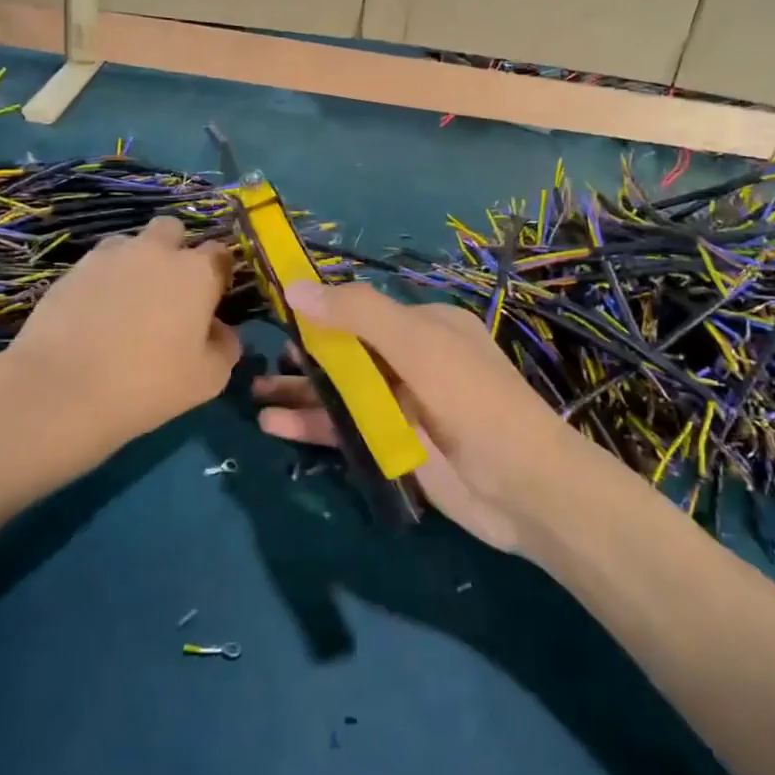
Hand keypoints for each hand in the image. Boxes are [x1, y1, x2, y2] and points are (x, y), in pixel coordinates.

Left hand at [0, 216, 240, 480]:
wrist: (61, 389)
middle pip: (173, 230)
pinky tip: (96, 316)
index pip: (220, 255)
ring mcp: (109, 256)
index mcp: (196, 272)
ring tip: (128, 304)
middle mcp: (156, 251)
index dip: (218, 275)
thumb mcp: (208, 379)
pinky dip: (104, 281)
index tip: (212, 301)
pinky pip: (99, 265)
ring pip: (132, 244)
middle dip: (176, 251)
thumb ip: (225, 347)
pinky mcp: (72, 270)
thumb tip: (220, 331)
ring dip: (137, 263)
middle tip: (170, 293)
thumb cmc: (148, 384)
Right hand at [253, 281, 595, 553]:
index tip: (273, 313)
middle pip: (347, 351)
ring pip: (342, 391)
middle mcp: (413, 361)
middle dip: (303, 355)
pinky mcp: (396, 446)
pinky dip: (312, 425)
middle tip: (256, 360)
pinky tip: (273, 426)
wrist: (522, 488)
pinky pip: (346, 429)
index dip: (318, 311)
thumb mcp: (418, 346)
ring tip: (252, 394)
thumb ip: (358, 315)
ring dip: (301, 392)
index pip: (361, 310)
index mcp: (426, 326)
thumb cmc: (472, 402)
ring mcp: (404, 405)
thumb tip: (295, 286)